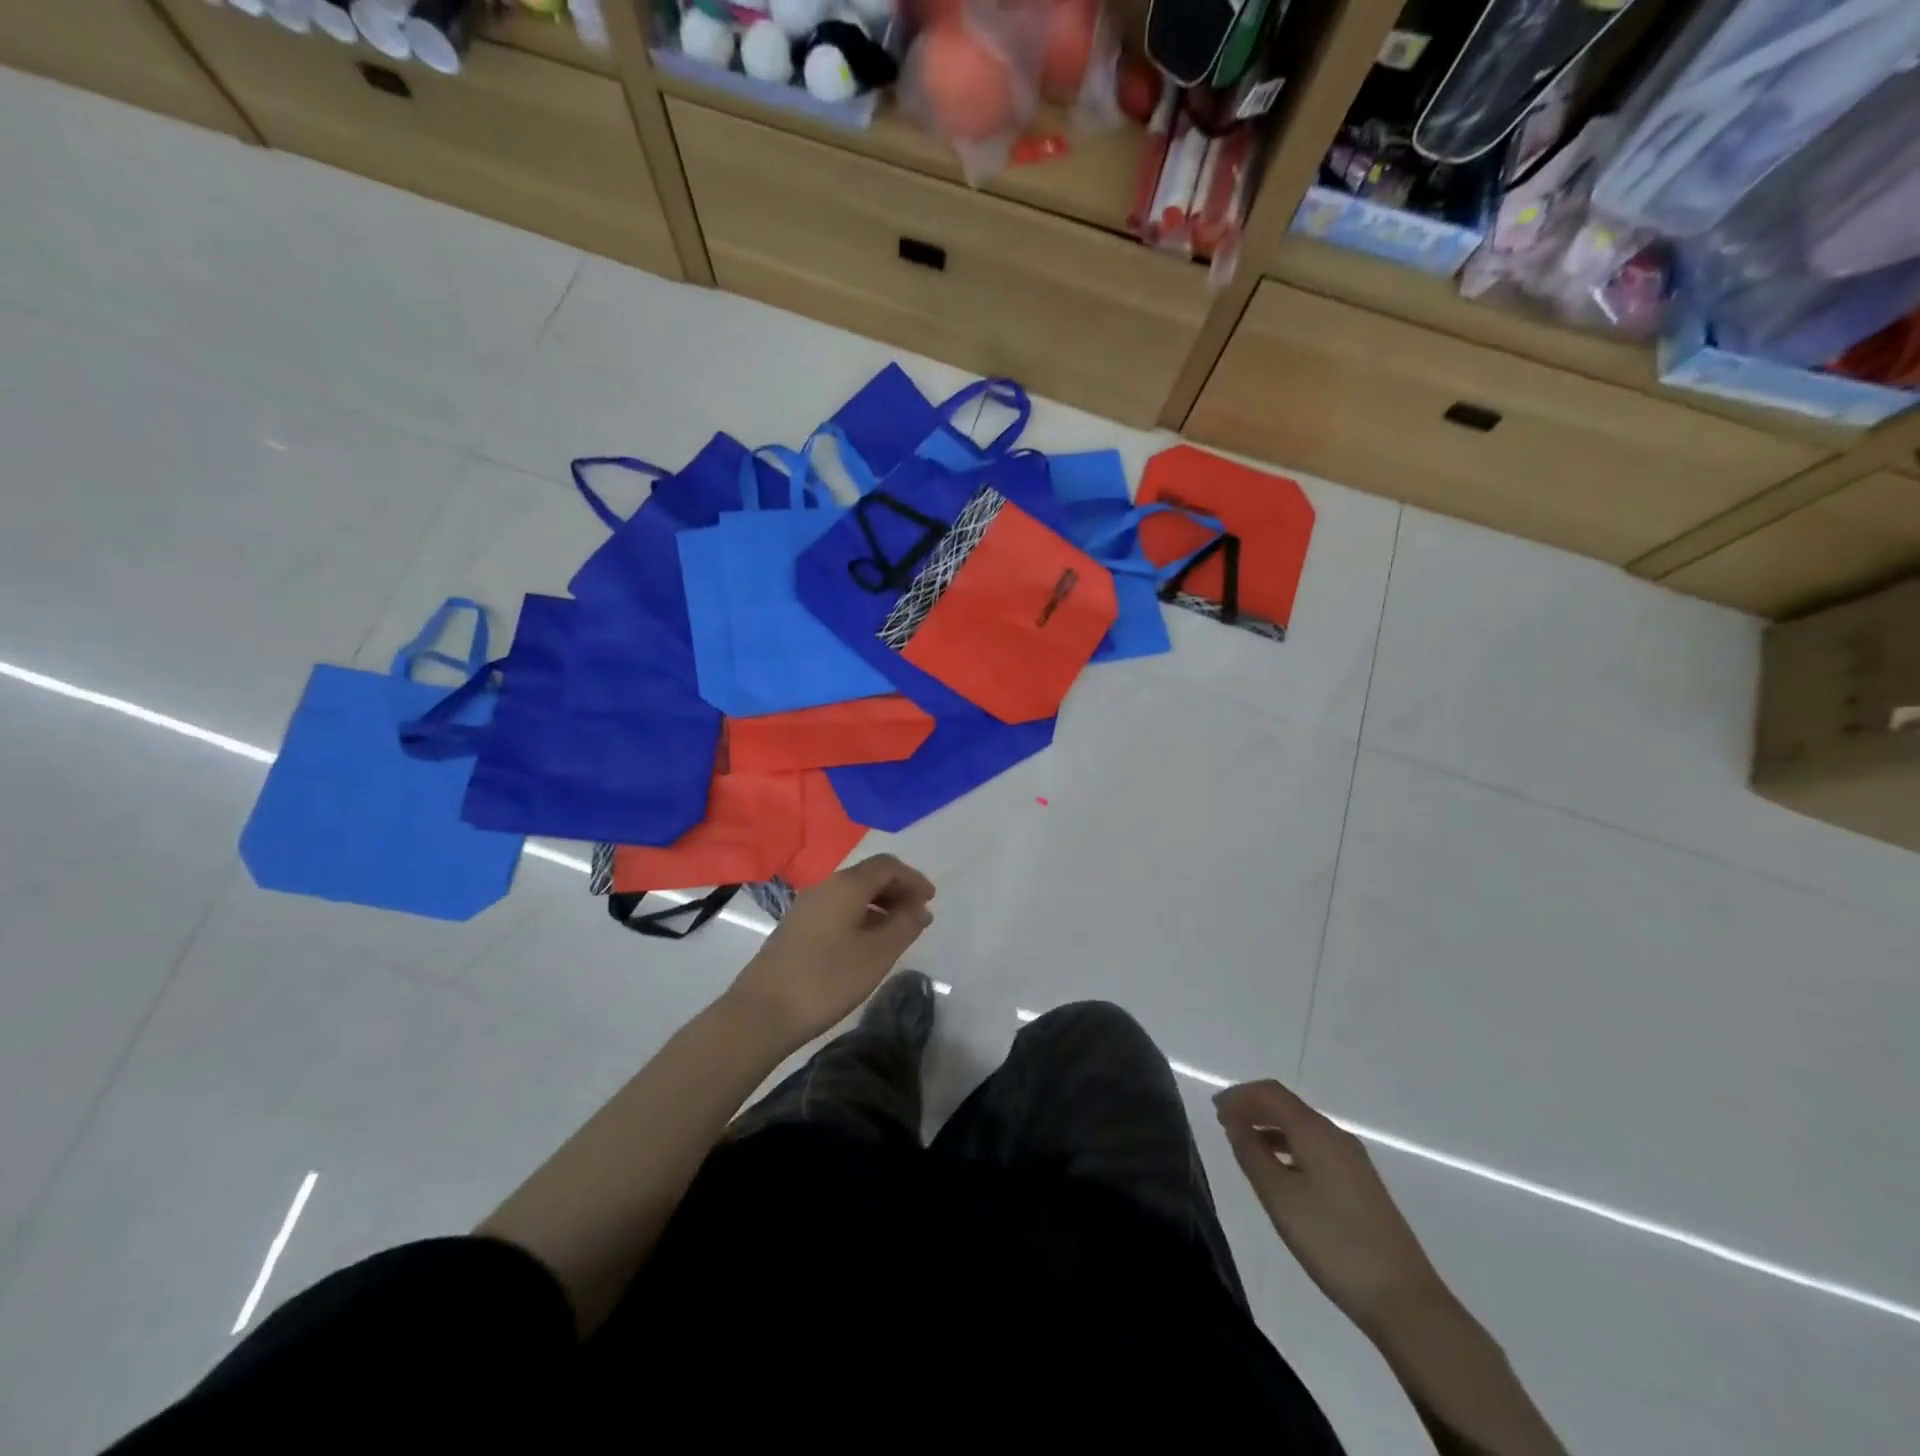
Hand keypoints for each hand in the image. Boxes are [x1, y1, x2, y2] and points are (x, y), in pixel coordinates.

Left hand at [728, 855, 934, 1048]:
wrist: (761, 1012)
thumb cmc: (827, 979)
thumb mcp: (877, 954)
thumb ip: (905, 926)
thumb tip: (920, 908)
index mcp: (846, 885)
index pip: (887, 865)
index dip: (913, 878)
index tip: (931, 900)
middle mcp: (825, 886)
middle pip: (868, 875)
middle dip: (897, 890)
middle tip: (918, 915)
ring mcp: (806, 906)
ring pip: (851, 893)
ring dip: (879, 904)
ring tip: (897, 931)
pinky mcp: (796, 927)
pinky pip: (837, 909)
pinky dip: (860, 916)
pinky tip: (867, 943)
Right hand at [1215, 1079, 1442, 1335]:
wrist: (1405, 1301)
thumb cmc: (1333, 1243)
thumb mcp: (1280, 1198)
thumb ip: (1252, 1154)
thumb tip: (1235, 1122)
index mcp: (1316, 1132)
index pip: (1271, 1093)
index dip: (1240, 1095)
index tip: (1214, 1110)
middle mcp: (1336, 1136)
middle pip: (1288, 1106)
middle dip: (1253, 1108)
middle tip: (1223, 1123)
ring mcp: (1353, 1161)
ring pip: (1302, 1127)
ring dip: (1269, 1127)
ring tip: (1244, 1145)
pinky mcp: (1361, 1185)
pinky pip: (1315, 1147)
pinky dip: (1288, 1146)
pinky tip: (1279, 1171)